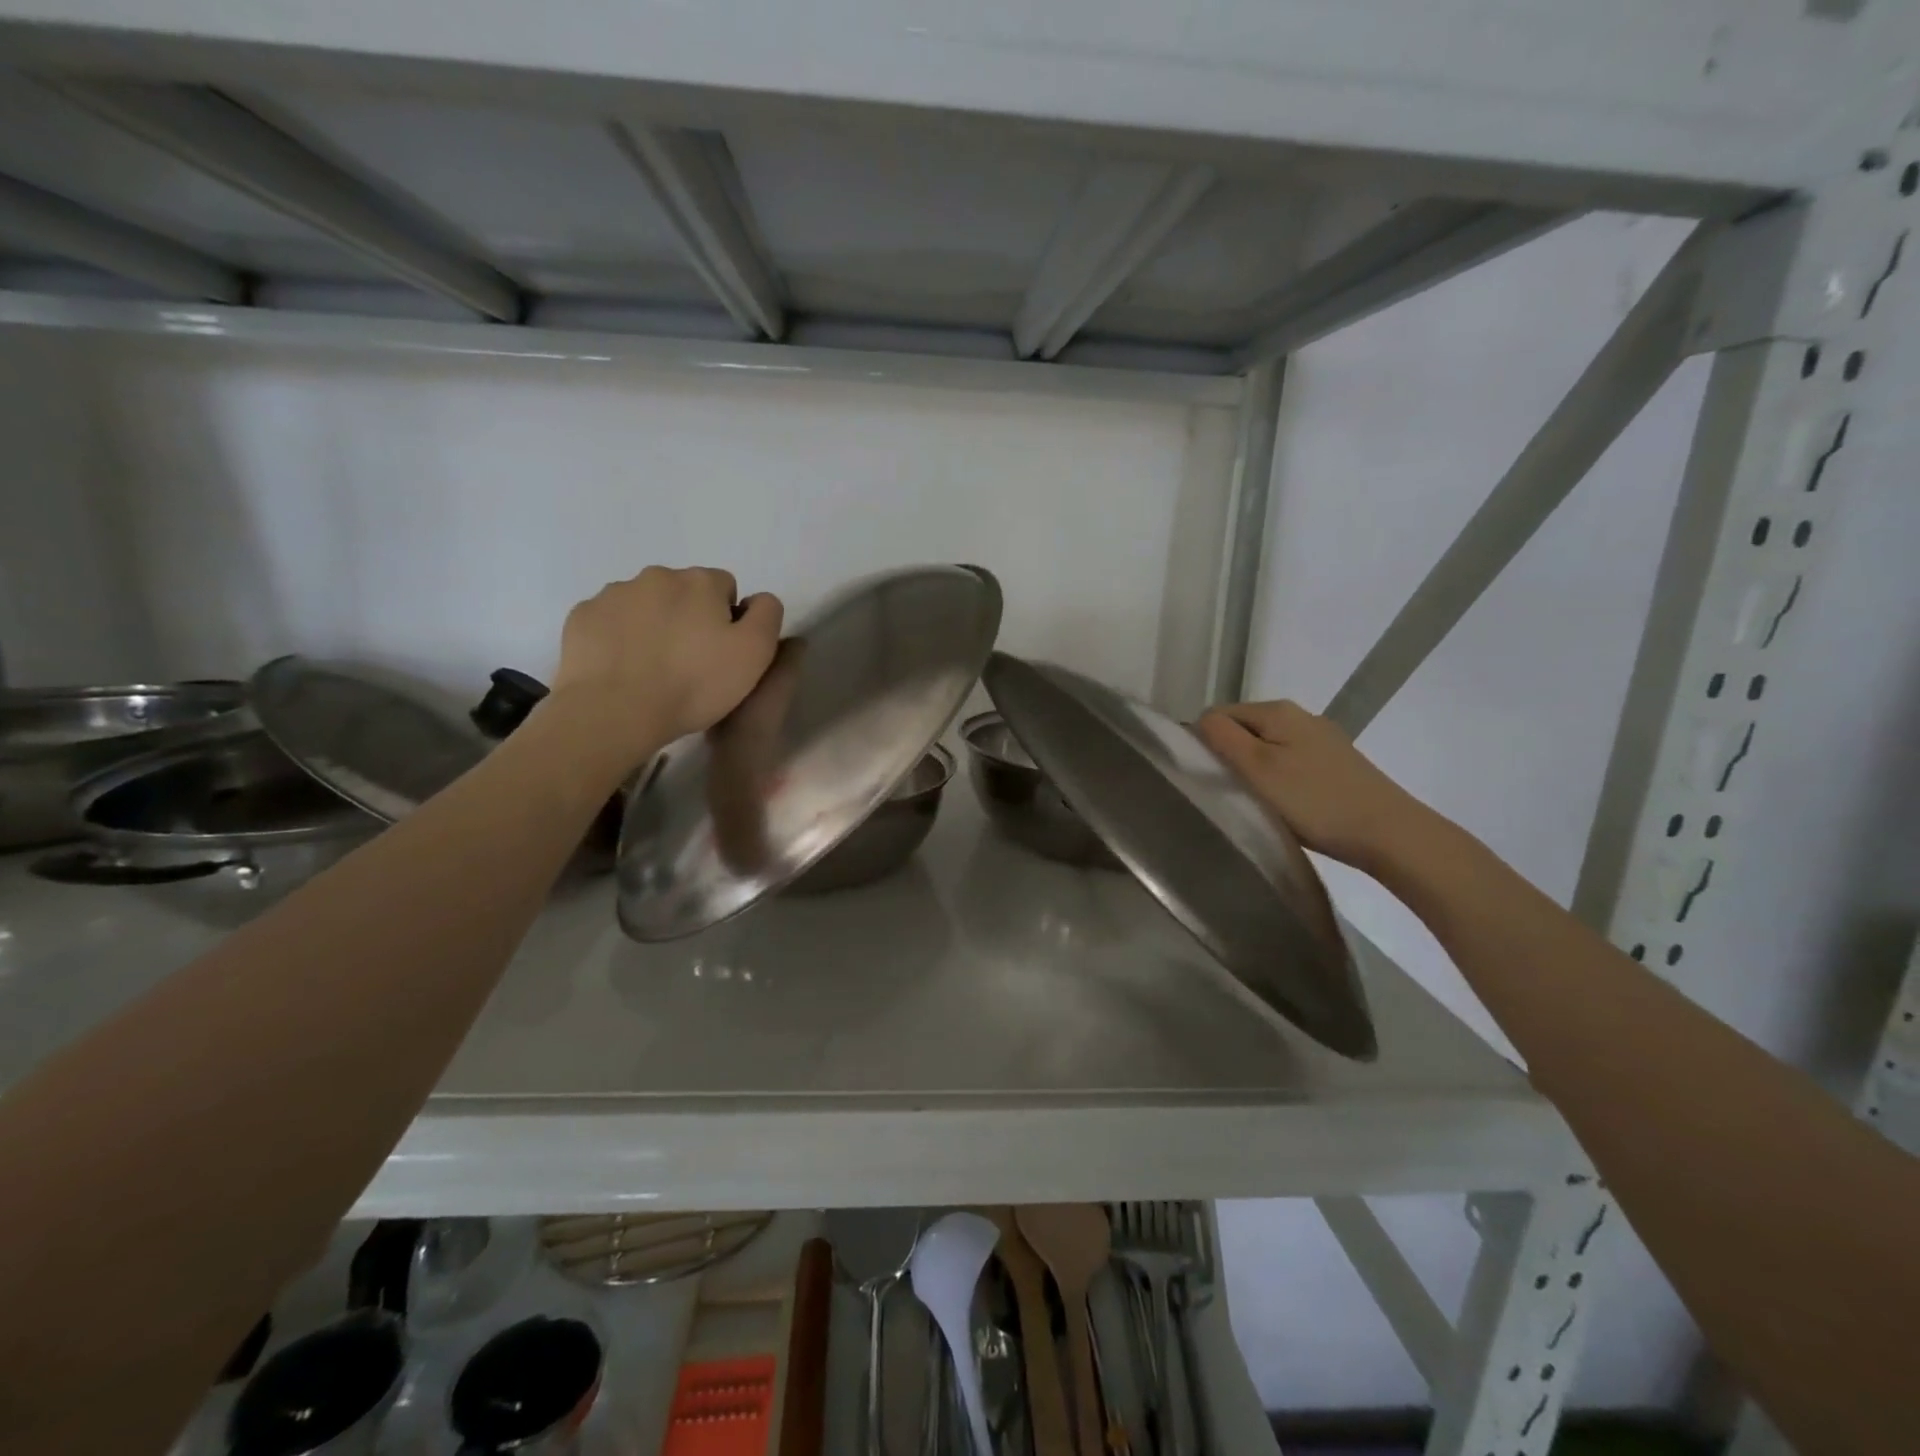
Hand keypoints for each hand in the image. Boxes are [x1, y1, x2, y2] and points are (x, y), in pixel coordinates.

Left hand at [549, 566, 782, 769]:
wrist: (614, 711)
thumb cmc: (694, 683)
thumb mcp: (755, 653)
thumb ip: (767, 615)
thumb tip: (758, 600)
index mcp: (700, 581)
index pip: (726, 587)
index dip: (729, 620)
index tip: (722, 653)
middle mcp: (656, 576)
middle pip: (684, 592)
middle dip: (690, 618)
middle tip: (690, 664)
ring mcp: (614, 593)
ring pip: (646, 604)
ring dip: (655, 626)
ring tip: (654, 669)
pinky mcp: (582, 616)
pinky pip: (611, 621)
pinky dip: (620, 638)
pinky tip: (624, 669)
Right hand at [1195, 699, 1432, 871]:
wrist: (1389, 833)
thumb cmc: (1314, 801)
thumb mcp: (1257, 769)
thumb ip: (1222, 738)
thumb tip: (1200, 720)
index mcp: (1277, 710)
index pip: (1218, 715)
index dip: (1206, 744)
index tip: (1212, 778)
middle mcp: (1300, 715)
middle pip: (1243, 729)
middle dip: (1231, 757)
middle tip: (1234, 794)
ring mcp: (1322, 739)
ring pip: (1267, 748)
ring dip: (1255, 772)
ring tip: (1260, 803)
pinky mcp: (1337, 763)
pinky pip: (1290, 762)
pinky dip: (1280, 780)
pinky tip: (1289, 805)